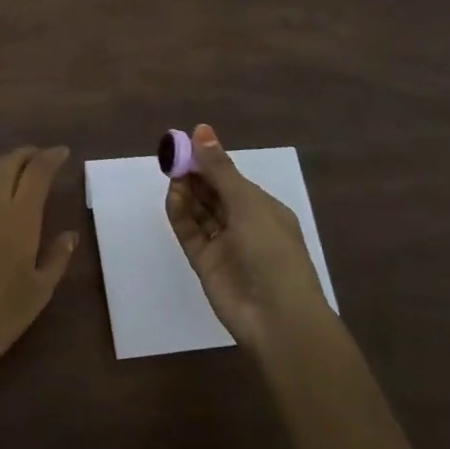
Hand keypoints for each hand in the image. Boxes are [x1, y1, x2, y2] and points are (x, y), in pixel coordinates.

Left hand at [0, 146, 78, 387]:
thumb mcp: (40, 289)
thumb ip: (57, 257)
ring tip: (29, 174)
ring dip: (11, 166)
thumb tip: (70, 235)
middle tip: (45, 156)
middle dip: (28, 153)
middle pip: (9, 163)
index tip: (63, 152)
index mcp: (19, 216)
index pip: (36, 172)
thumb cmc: (2, 313)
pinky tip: (7, 200)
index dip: (50, 157)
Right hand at [166, 124, 332, 350]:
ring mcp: (223, 244)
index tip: (186, 142)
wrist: (277, 319)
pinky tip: (173, 195)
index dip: (210, 160)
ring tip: (172, 172)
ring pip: (199, 210)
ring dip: (186, 190)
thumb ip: (220, 169)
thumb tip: (201, 129)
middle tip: (172, 154)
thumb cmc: (273, 252)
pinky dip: (179, 213)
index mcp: (263, 208)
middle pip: (212, 192)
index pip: (231, 178)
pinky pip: (189, 231)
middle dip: (194, 173)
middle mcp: (243, 224)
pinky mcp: (205, 262)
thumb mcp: (248, 204)